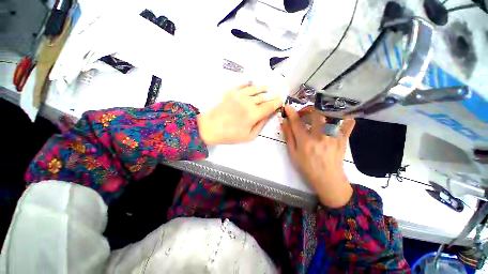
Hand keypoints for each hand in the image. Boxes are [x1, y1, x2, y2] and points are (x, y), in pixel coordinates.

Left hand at [197, 85, 282, 144]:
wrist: (210, 128)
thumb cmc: (230, 135)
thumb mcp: (249, 136)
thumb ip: (260, 125)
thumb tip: (267, 116)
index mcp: (254, 114)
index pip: (270, 106)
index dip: (277, 103)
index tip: (281, 102)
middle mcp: (249, 102)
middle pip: (264, 97)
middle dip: (272, 97)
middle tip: (277, 96)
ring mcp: (239, 95)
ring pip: (255, 89)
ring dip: (263, 88)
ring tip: (267, 88)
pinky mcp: (231, 92)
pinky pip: (243, 86)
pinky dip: (250, 86)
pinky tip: (252, 86)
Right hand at [281, 105, 355, 207]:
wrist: (328, 180)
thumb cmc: (307, 167)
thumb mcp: (293, 153)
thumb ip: (288, 136)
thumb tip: (284, 122)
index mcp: (305, 141)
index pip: (297, 122)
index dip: (291, 112)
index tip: (287, 107)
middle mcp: (320, 136)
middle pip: (315, 113)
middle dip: (307, 109)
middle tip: (303, 113)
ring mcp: (334, 136)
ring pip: (331, 114)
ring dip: (322, 110)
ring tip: (317, 114)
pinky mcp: (343, 139)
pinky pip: (348, 123)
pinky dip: (343, 116)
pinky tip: (335, 117)